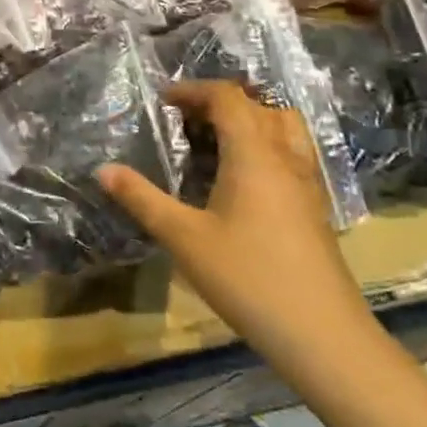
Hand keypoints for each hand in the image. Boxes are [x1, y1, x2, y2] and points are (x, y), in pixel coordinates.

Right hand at [99, 80, 369, 365]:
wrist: (324, 336)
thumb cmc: (248, 279)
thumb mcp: (184, 238)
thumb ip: (142, 199)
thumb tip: (103, 170)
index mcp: (253, 153)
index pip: (227, 98)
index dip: (194, 90)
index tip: (162, 101)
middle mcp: (284, 156)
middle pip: (256, 106)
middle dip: (218, 102)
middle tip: (184, 120)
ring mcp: (307, 182)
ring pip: (282, 126)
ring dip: (249, 119)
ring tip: (215, 141)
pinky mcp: (316, 206)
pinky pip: (291, 152)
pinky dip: (266, 144)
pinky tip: (243, 178)